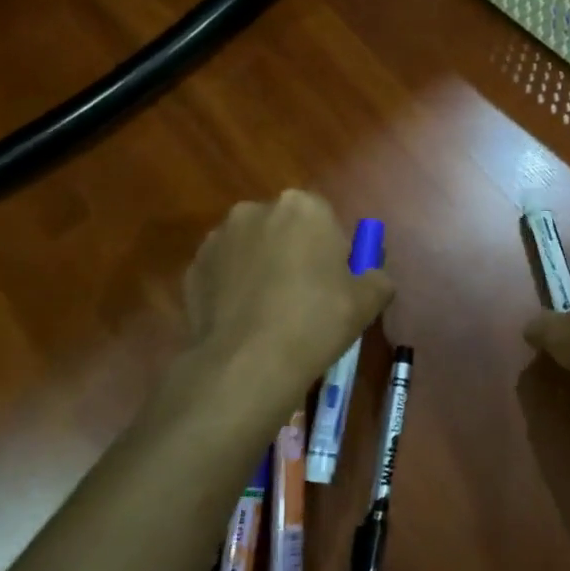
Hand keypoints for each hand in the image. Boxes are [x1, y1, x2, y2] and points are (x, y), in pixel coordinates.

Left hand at [173, 190, 393, 413]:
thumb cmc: (317, 321)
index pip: (325, 218)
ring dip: (262, 267)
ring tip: (271, 313)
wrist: (248, 363)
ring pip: (252, 248)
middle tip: (306, 297)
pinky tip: (245, 321)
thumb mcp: (369, 300)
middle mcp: (256, 210)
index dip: (332, 250)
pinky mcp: (192, 267)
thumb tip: (370, 276)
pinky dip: (234, 288)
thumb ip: (377, 277)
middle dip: (294, 252)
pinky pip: (224, 272)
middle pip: (285, 228)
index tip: (335, 282)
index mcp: (303, 206)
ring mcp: (218, 238)